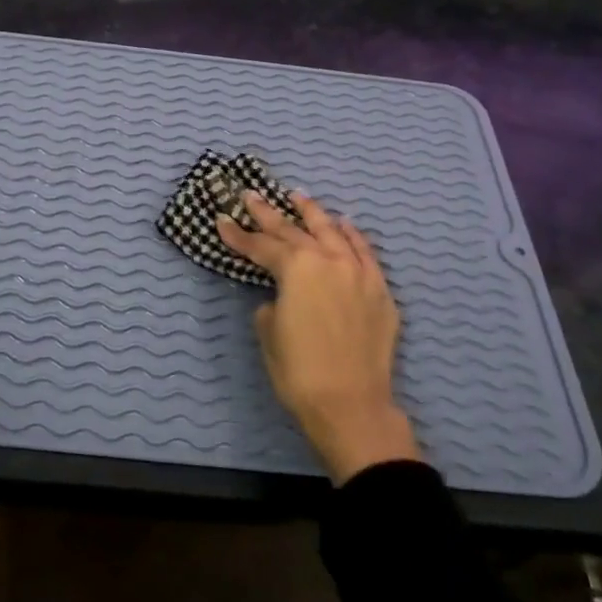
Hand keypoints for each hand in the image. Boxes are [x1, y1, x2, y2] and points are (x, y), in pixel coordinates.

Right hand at [218, 190, 419, 484]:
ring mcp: (359, 273)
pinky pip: (365, 252)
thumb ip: (272, 305)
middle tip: (251, 196)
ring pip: (333, 232)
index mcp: (297, 269)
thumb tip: (281, 298)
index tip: (221, 220)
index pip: (262, 246)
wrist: (352, 405)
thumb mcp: (270, 334)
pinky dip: (352, 235)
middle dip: (269, 214)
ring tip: (298, 198)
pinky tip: (344, 224)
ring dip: (313, 214)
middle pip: (294, 231)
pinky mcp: (380, 290)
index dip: (239, 235)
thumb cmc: (300, 372)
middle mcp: (329, 261)